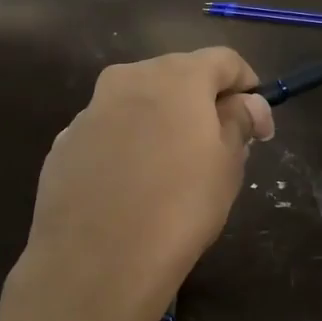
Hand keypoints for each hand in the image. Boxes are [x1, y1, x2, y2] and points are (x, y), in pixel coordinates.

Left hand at [14, 48, 273, 320]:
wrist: (95, 260)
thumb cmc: (179, 207)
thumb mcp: (227, 165)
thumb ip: (239, 122)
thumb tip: (247, 104)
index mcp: (176, 76)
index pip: (224, 60)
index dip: (248, 87)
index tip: (257, 125)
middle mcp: (128, 79)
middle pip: (176, 75)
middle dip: (201, 103)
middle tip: (219, 147)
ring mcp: (89, 111)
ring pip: (137, 103)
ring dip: (160, 122)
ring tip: (172, 170)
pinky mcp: (64, 143)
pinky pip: (107, 132)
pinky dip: (125, 146)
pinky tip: (130, 187)